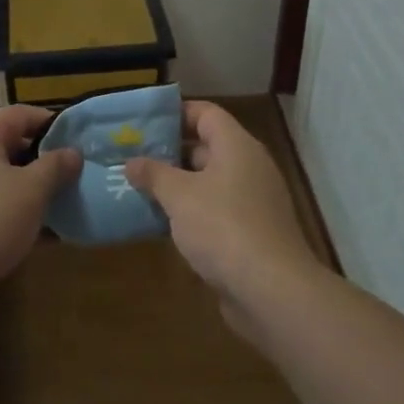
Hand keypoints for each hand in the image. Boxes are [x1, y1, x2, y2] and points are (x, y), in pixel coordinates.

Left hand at [0, 105, 81, 295]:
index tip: (75, 141)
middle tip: (68, 176)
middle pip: (6, 144)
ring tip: (54, 206)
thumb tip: (72, 152)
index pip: (19, 114)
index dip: (50, 123)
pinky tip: (33, 232)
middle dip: (39, 159)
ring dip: (26, 187)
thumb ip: (56, 167)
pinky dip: (8, 207)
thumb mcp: (33, 190)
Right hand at [125, 101, 317, 331]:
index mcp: (237, 147)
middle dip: (169, 152)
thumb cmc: (223, 228)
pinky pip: (216, 211)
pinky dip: (191, 212)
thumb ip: (153, 174)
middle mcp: (249, 167)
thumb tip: (132, 162)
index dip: (174, 113)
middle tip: (132, 157)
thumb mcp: (179, 196)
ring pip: (209, 182)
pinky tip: (162, 223)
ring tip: (139, 188)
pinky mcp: (252, 233)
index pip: (205, 113)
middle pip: (206, 147)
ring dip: (177, 185)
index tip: (142, 123)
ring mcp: (253, 202)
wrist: (271, 291)